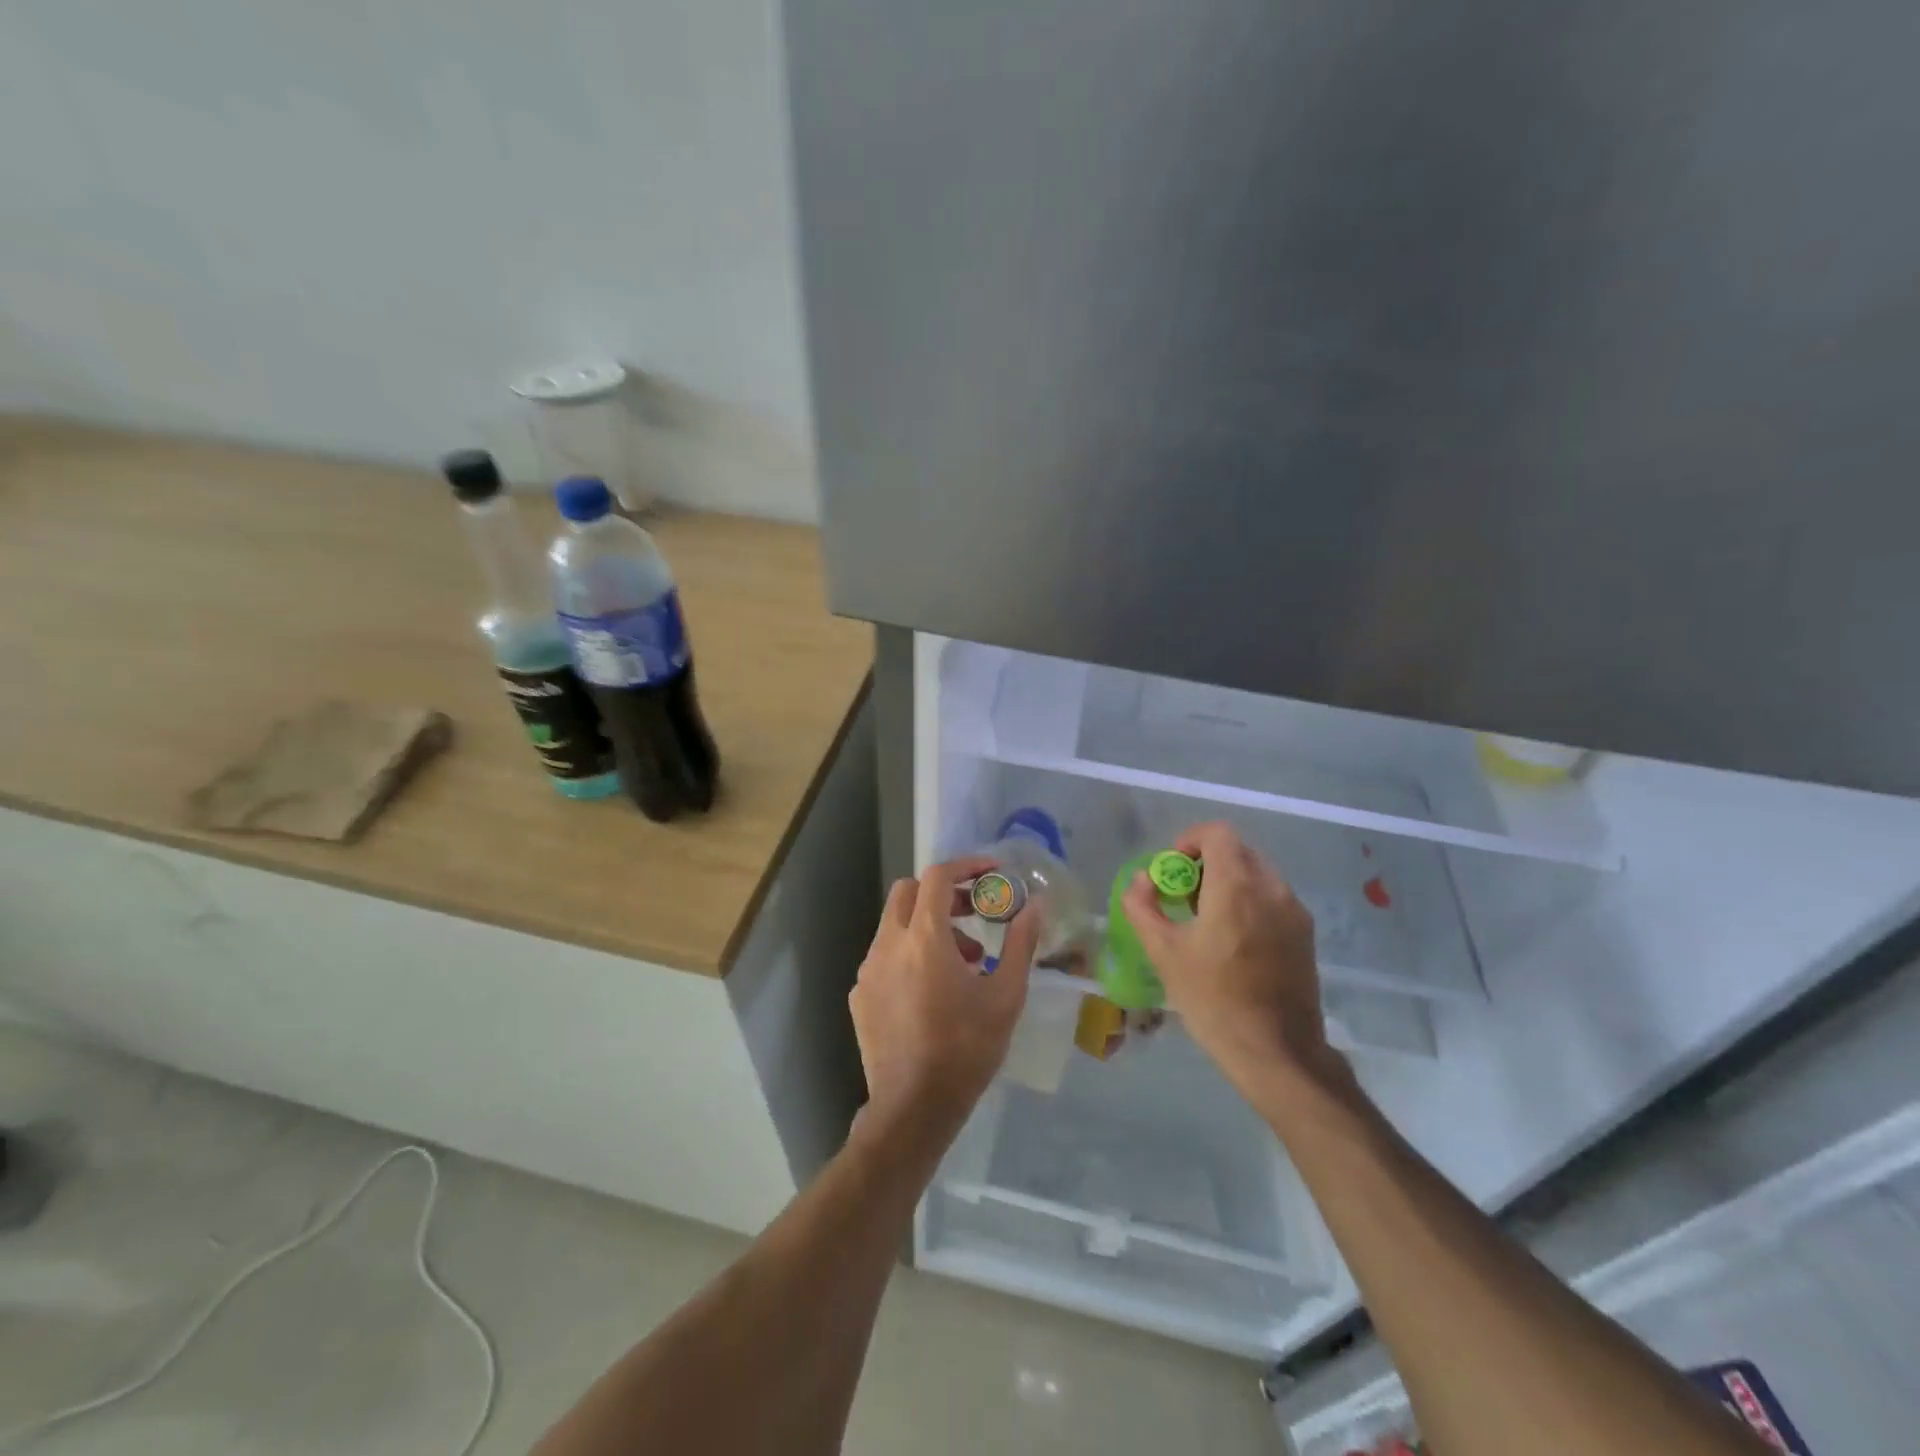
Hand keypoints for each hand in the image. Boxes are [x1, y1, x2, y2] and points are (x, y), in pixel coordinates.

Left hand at [849, 855, 1037, 1143]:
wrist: (913, 1108)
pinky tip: (932, 990)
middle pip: (908, 892)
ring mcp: (867, 969)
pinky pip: (884, 955)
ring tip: (964, 962)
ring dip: (928, 925)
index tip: (991, 872)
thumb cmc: (966, 1049)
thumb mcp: (1005, 996)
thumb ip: (1020, 943)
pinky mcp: (859, 994)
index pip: (937, 876)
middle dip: (942, 893)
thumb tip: (1035, 905)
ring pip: (895, 924)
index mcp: (923, 937)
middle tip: (974, 913)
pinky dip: (909, 953)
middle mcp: (888, 944)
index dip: (965, 866)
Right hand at [1120, 822, 1335, 1100]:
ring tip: (1207, 920)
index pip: (1216, 833)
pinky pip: (1272, 897)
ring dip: (1228, 881)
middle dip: (1206, 863)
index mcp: (1237, 886)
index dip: (1188, 841)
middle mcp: (1271, 888)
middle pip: (1237, 850)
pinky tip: (1233, 941)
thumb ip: (1143, 906)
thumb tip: (1143, 880)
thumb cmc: (1213, 1000)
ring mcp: (1294, 910)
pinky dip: (1249, 901)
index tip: (1172, 872)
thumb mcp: (1163, 952)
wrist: (1277, 1053)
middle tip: (1183, 897)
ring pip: (1256, 873)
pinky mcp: (1305, 933)